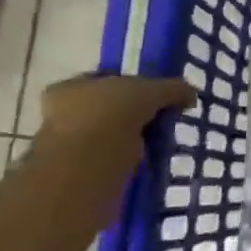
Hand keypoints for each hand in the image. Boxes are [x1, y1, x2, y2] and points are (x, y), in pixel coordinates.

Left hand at [32, 73, 193, 165]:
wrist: (90, 158)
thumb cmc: (112, 111)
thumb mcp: (152, 90)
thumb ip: (173, 89)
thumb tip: (190, 96)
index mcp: (70, 87)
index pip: (102, 80)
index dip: (129, 86)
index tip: (152, 96)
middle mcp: (60, 113)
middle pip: (104, 108)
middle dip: (130, 114)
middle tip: (157, 120)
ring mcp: (66, 143)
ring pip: (106, 135)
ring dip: (129, 139)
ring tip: (156, 143)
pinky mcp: (77, 170)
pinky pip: (109, 159)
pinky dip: (127, 159)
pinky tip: (146, 160)